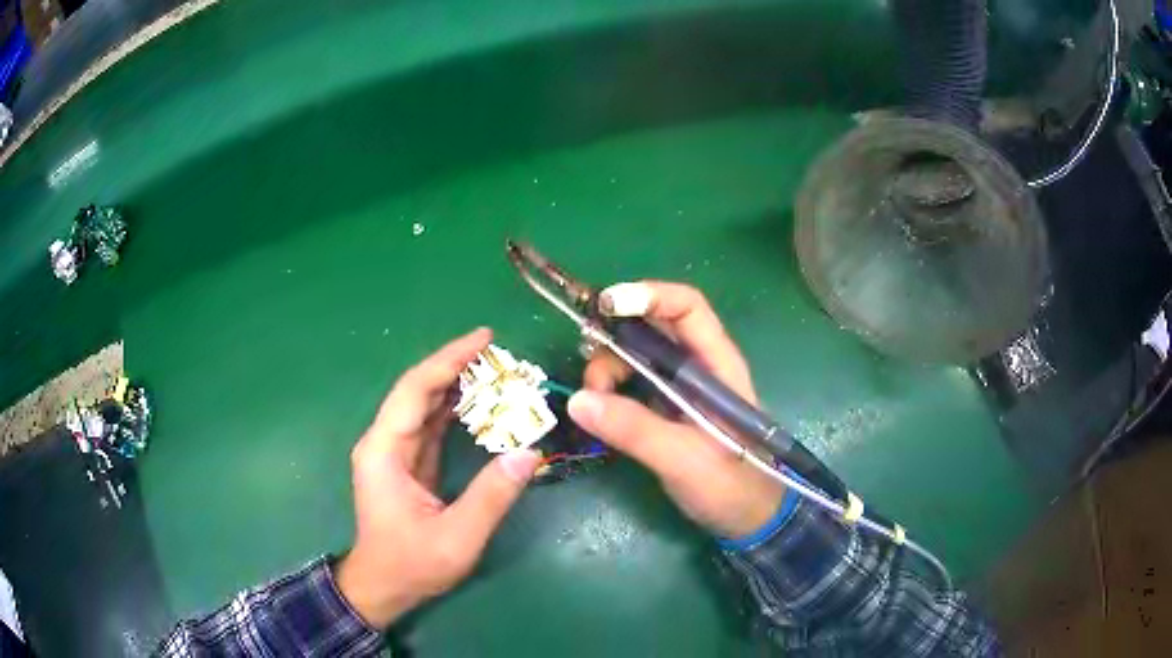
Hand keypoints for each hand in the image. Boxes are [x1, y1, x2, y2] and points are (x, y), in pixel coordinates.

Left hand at [334, 328, 541, 627]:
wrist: (383, 586)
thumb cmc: (412, 565)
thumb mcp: (457, 538)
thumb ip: (491, 496)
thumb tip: (529, 453)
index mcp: (385, 451)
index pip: (416, 390)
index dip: (449, 360)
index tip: (484, 338)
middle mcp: (384, 442)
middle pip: (419, 390)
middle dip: (457, 366)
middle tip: (500, 353)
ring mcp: (394, 452)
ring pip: (425, 405)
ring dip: (458, 385)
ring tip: (497, 371)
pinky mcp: (407, 463)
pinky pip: (431, 425)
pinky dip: (456, 410)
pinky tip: (480, 403)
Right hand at [567, 282, 784, 539]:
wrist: (749, 520)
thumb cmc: (732, 485)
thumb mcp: (684, 458)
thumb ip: (635, 429)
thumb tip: (578, 399)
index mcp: (716, 365)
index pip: (686, 307)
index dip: (647, 295)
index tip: (604, 306)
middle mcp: (698, 368)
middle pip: (652, 328)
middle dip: (615, 339)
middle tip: (590, 370)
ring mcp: (681, 390)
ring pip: (637, 357)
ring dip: (608, 370)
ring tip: (593, 403)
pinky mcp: (667, 412)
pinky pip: (633, 386)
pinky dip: (611, 392)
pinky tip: (599, 414)